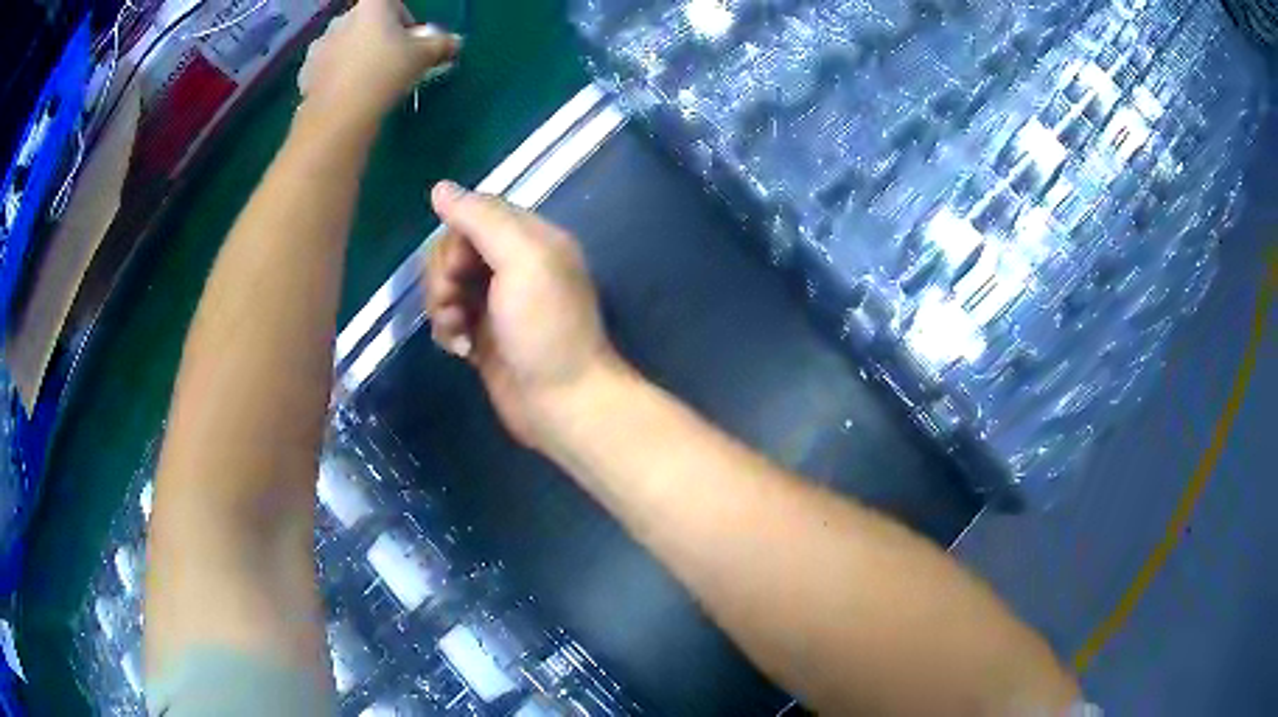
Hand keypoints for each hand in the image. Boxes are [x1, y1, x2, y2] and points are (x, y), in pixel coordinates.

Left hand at [298, 0, 460, 131]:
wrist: (339, 116)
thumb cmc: (385, 73)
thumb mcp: (424, 57)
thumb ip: (441, 45)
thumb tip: (455, 42)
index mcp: (371, 6)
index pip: (389, 1)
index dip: (402, 18)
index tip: (409, 39)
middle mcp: (341, 19)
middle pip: (364, 22)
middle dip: (376, 37)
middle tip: (391, 62)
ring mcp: (319, 46)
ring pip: (342, 45)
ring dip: (354, 57)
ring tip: (366, 82)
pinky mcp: (305, 74)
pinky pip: (325, 69)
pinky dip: (335, 77)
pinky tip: (346, 96)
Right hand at [424, 182, 623, 449]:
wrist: (561, 402)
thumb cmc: (545, 328)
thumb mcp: (521, 260)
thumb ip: (481, 219)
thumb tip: (440, 188)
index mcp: (531, 238)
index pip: (475, 214)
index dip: (455, 239)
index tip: (459, 268)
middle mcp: (514, 264)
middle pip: (454, 248)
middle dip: (444, 274)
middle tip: (456, 301)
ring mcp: (496, 301)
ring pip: (446, 282)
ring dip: (441, 303)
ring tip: (458, 329)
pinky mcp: (483, 334)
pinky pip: (448, 315)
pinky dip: (446, 328)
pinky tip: (460, 348)